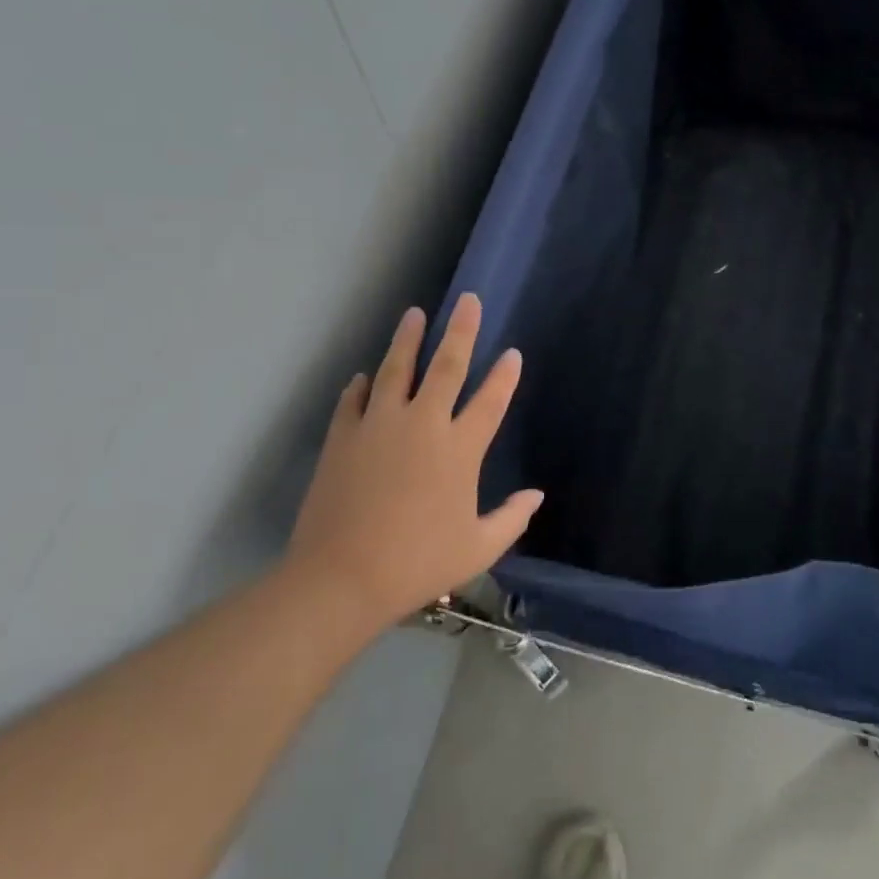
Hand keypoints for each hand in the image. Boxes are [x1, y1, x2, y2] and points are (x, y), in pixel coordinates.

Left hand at [285, 293, 542, 629]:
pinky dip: (362, 385)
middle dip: (461, 331)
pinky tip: (365, 377)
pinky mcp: (342, 436)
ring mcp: (378, 425)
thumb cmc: (418, 563)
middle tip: (467, 300)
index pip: (490, 401)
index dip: (504, 376)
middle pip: (446, 366)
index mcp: (460, 449)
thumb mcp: (477, 549)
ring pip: (397, 369)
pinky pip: (354, 400)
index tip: (512, 353)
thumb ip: (511, 519)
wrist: (341, 577)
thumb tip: (536, 496)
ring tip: (414, 315)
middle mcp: (422, 424)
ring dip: (408, 340)